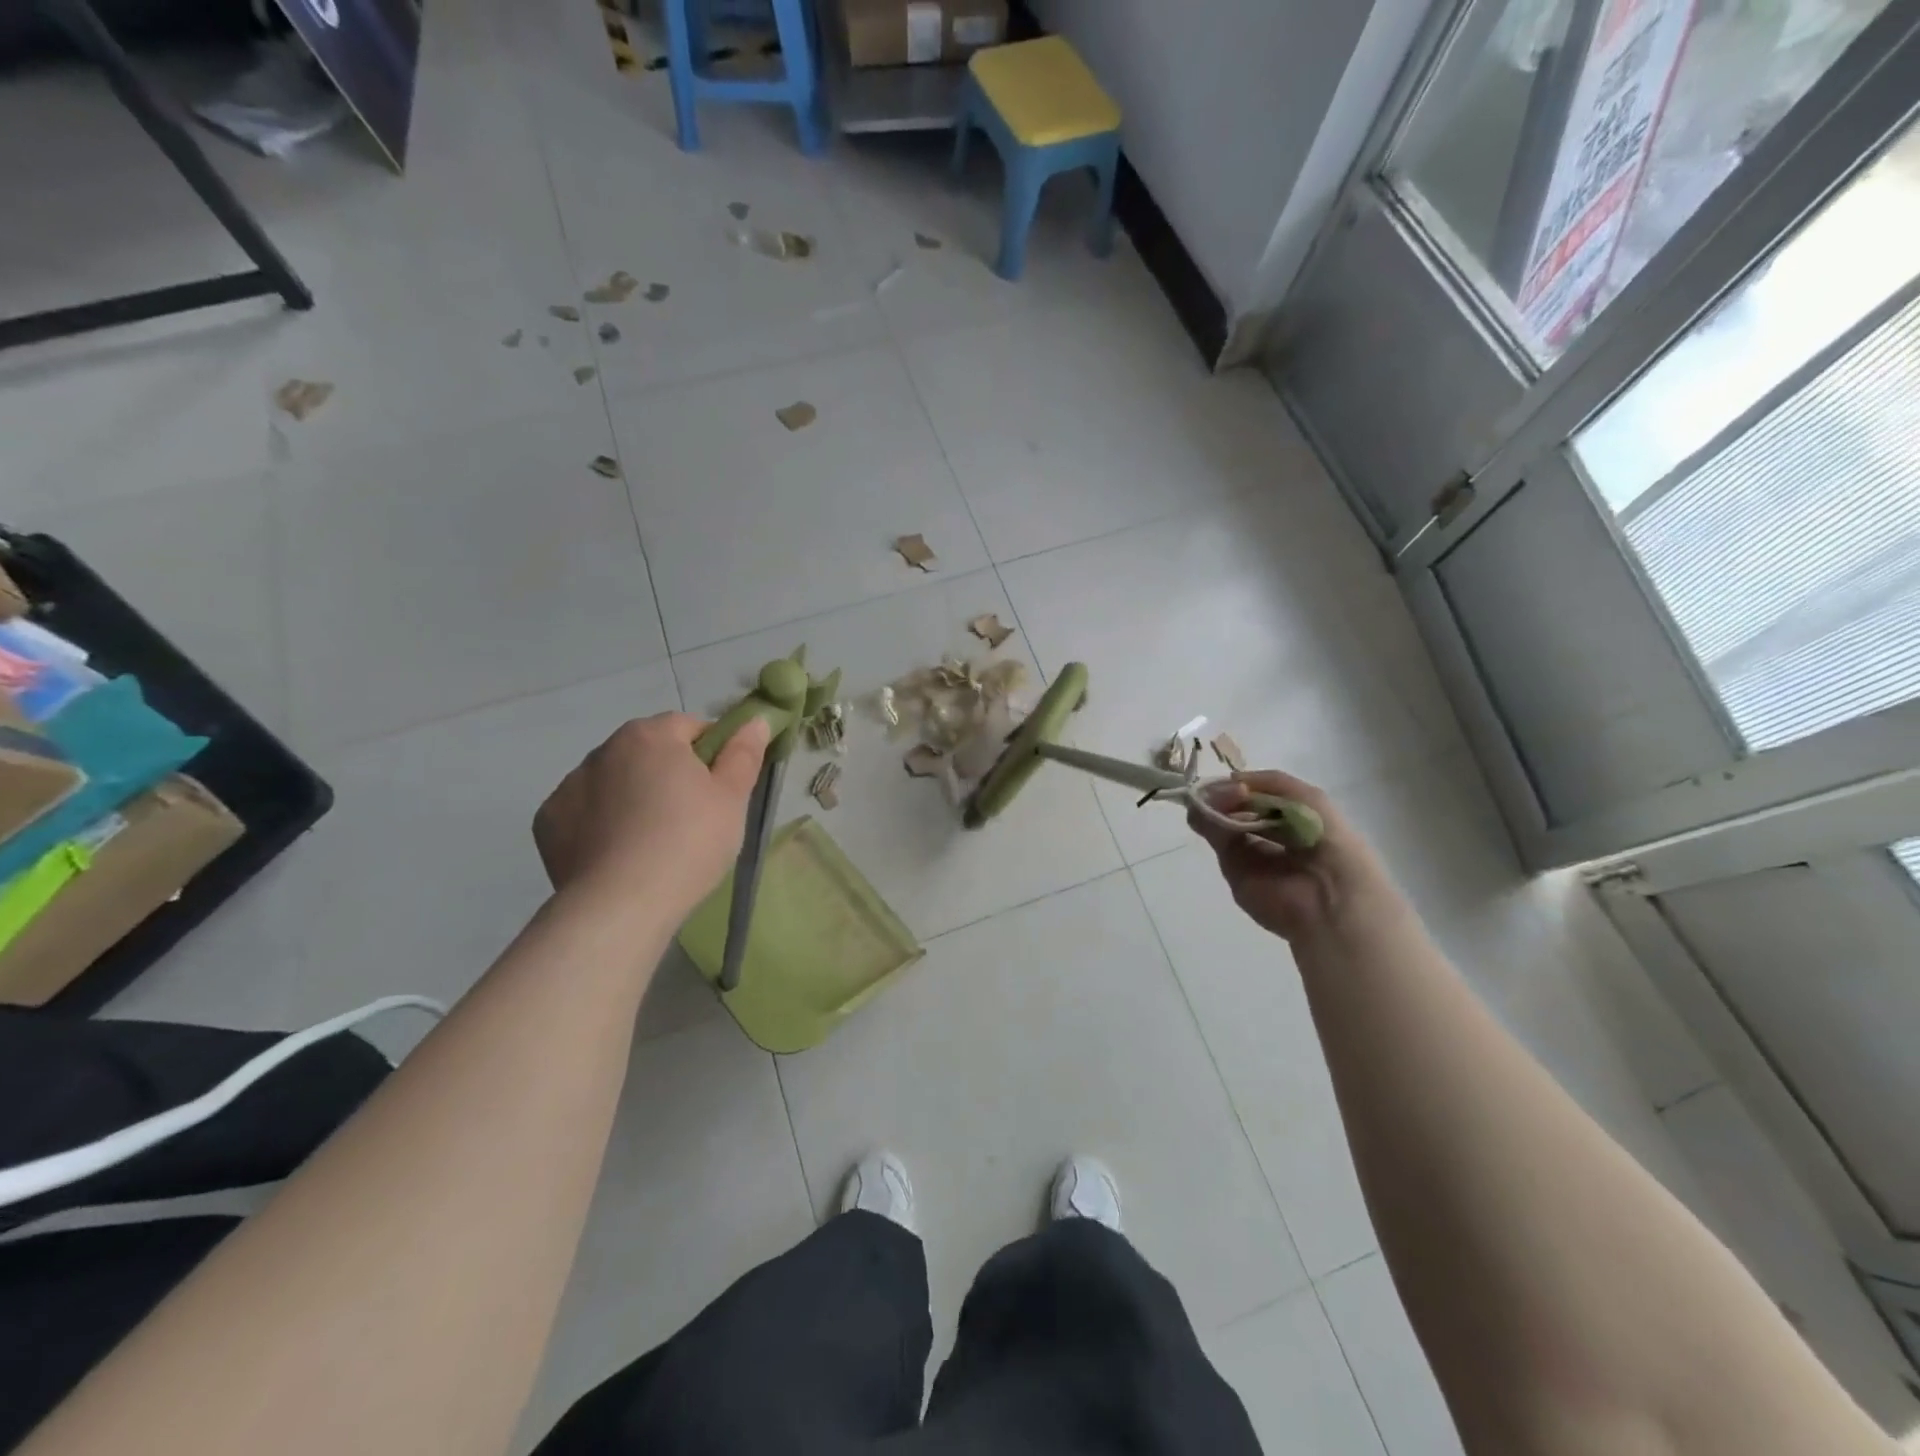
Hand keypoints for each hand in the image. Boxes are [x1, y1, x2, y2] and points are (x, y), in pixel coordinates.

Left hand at [534, 712, 769, 916]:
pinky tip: (618, 855)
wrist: (621, 905)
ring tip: (652, 843)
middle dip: (668, 775)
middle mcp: (604, 750)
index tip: (720, 789)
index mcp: (650, 736)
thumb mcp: (732, 798)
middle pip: (648, 752)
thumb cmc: (689, 843)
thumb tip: (755, 721)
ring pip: (614, 782)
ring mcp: (569, 785)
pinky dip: (600, 824)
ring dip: (632, 797)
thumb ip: (744, 753)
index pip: (689, 727)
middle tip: (691, 819)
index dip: (711, 754)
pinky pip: (585, 812)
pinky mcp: (548, 822)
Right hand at [1188, 770, 1398, 943]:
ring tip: (1210, 798)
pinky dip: (1207, 821)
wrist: (1329, 897)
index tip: (1232, 780)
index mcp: (1295, 820)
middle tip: (1216, 790)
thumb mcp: (1311, 799)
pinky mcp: (1233, 869)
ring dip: (1214, 804)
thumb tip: (1232, 781)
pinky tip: (1205, 809)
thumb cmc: (1329, 842)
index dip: (1247, 786)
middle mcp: (1271, 836)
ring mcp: (1250, 853)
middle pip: (1239, 807)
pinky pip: (1217, 839)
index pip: (1262, 797)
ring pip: (1223, 821)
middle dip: (1226, 794)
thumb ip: (1273, 782)